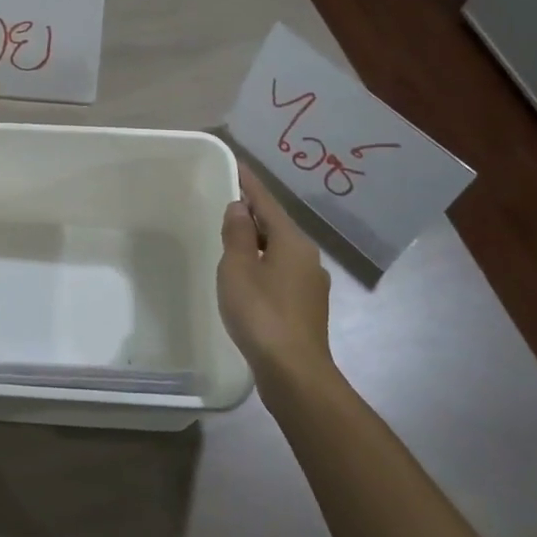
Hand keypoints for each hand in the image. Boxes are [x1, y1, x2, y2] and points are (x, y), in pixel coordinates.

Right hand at [218, 165, 335, 380]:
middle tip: (226, 200)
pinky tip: (247, 275)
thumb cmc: (261, 313)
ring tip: (232, 237)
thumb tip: (240, 208)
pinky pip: (280, 272)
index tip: (236, 163)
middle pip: (276, 225)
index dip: (249, 183)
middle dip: (253, 212)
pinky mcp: (306, 308)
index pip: (267, 202)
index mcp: (292, 242)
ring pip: (279, 250)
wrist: (294, 373)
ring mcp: (310, 284)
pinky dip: (262, 263)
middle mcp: (307, 258)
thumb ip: (237, 235)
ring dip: (257, 240)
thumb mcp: (238, 268)